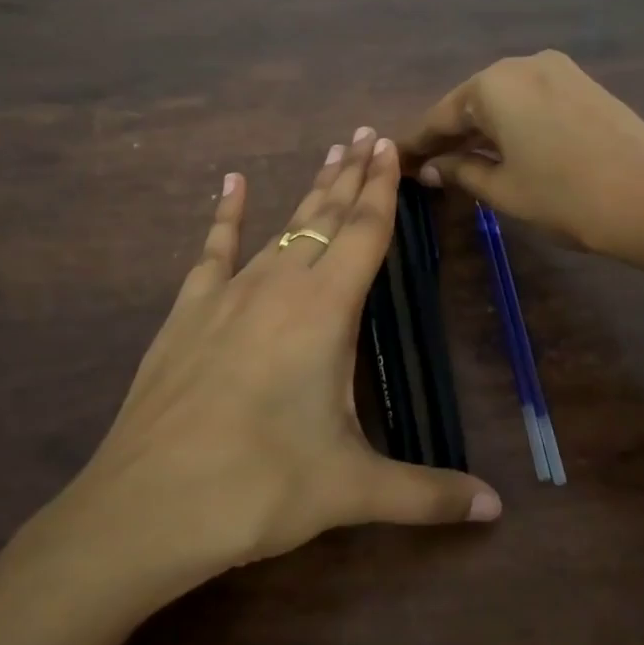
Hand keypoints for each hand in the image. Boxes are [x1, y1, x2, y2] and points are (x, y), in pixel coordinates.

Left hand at [26, 129, 500, 593]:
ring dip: (308, 193)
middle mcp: (279, 286)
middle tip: (365, 134)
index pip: (364, 233)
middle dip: (350, 175)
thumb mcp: (353, 491)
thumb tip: (496, 509)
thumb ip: (427, 494)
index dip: (381, 188)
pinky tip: (231, 183)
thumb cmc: (260, 488)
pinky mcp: (187, 313)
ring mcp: (227, 295)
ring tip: (328, 156)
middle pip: (324, 216)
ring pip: (280, 227)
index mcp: (325, 312)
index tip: (389, 146)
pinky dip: (226, 214)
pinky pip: (212, 251)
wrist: (147, 506)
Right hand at [397, 52, 643, 292]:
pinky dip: (513, 125)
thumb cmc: (569, 198)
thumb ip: (461, 172)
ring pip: (504, 101)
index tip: (397, 164)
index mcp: (494, 83)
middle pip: (471, 102)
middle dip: (450, 136)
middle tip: (429, 168)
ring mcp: (560, 70)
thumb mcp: (504, 190)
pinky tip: (507, 150)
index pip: (440, 115)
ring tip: (464, 164)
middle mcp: (523, 63)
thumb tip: (433, 167)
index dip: (417, 144)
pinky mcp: (586, 84)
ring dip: (482, 131)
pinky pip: (533, 102)